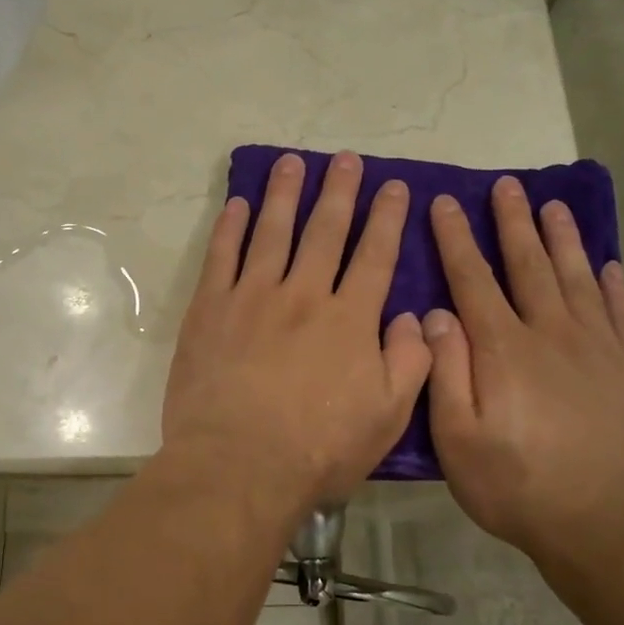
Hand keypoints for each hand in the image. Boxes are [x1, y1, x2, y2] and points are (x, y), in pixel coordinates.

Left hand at [163, 151, 431, 514]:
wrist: (238, 465)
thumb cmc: (318, 450)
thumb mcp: (387, 417)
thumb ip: (410, 363)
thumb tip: (414, 318)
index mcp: (350, 319)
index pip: (375, 256)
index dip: (387, 218)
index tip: (394, 187)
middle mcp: (304, 295)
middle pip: (325, 231)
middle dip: (340, 191)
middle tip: (346, 159)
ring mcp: (252, 297)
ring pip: (272, 231)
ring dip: (284, 194)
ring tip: (292, 163)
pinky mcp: (209, 310)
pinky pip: (221, 257)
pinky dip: (230, 227)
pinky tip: (238, 205)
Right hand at [423, 178, 623, 557]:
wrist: (605, 522)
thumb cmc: (516, 484)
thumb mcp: (457, 438)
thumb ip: (445, 371)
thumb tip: (436, 314)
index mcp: (503, 349)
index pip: (473, 279)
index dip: (456, 238)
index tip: (445, 202)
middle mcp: (551, 333)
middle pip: (528, 265)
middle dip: (513, 222)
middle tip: (506, 186)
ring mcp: (598, 348)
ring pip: (577, 278)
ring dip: (562, 239)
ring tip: (553, 206)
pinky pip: (623, 313)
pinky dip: (614, 285)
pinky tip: (609, 265)